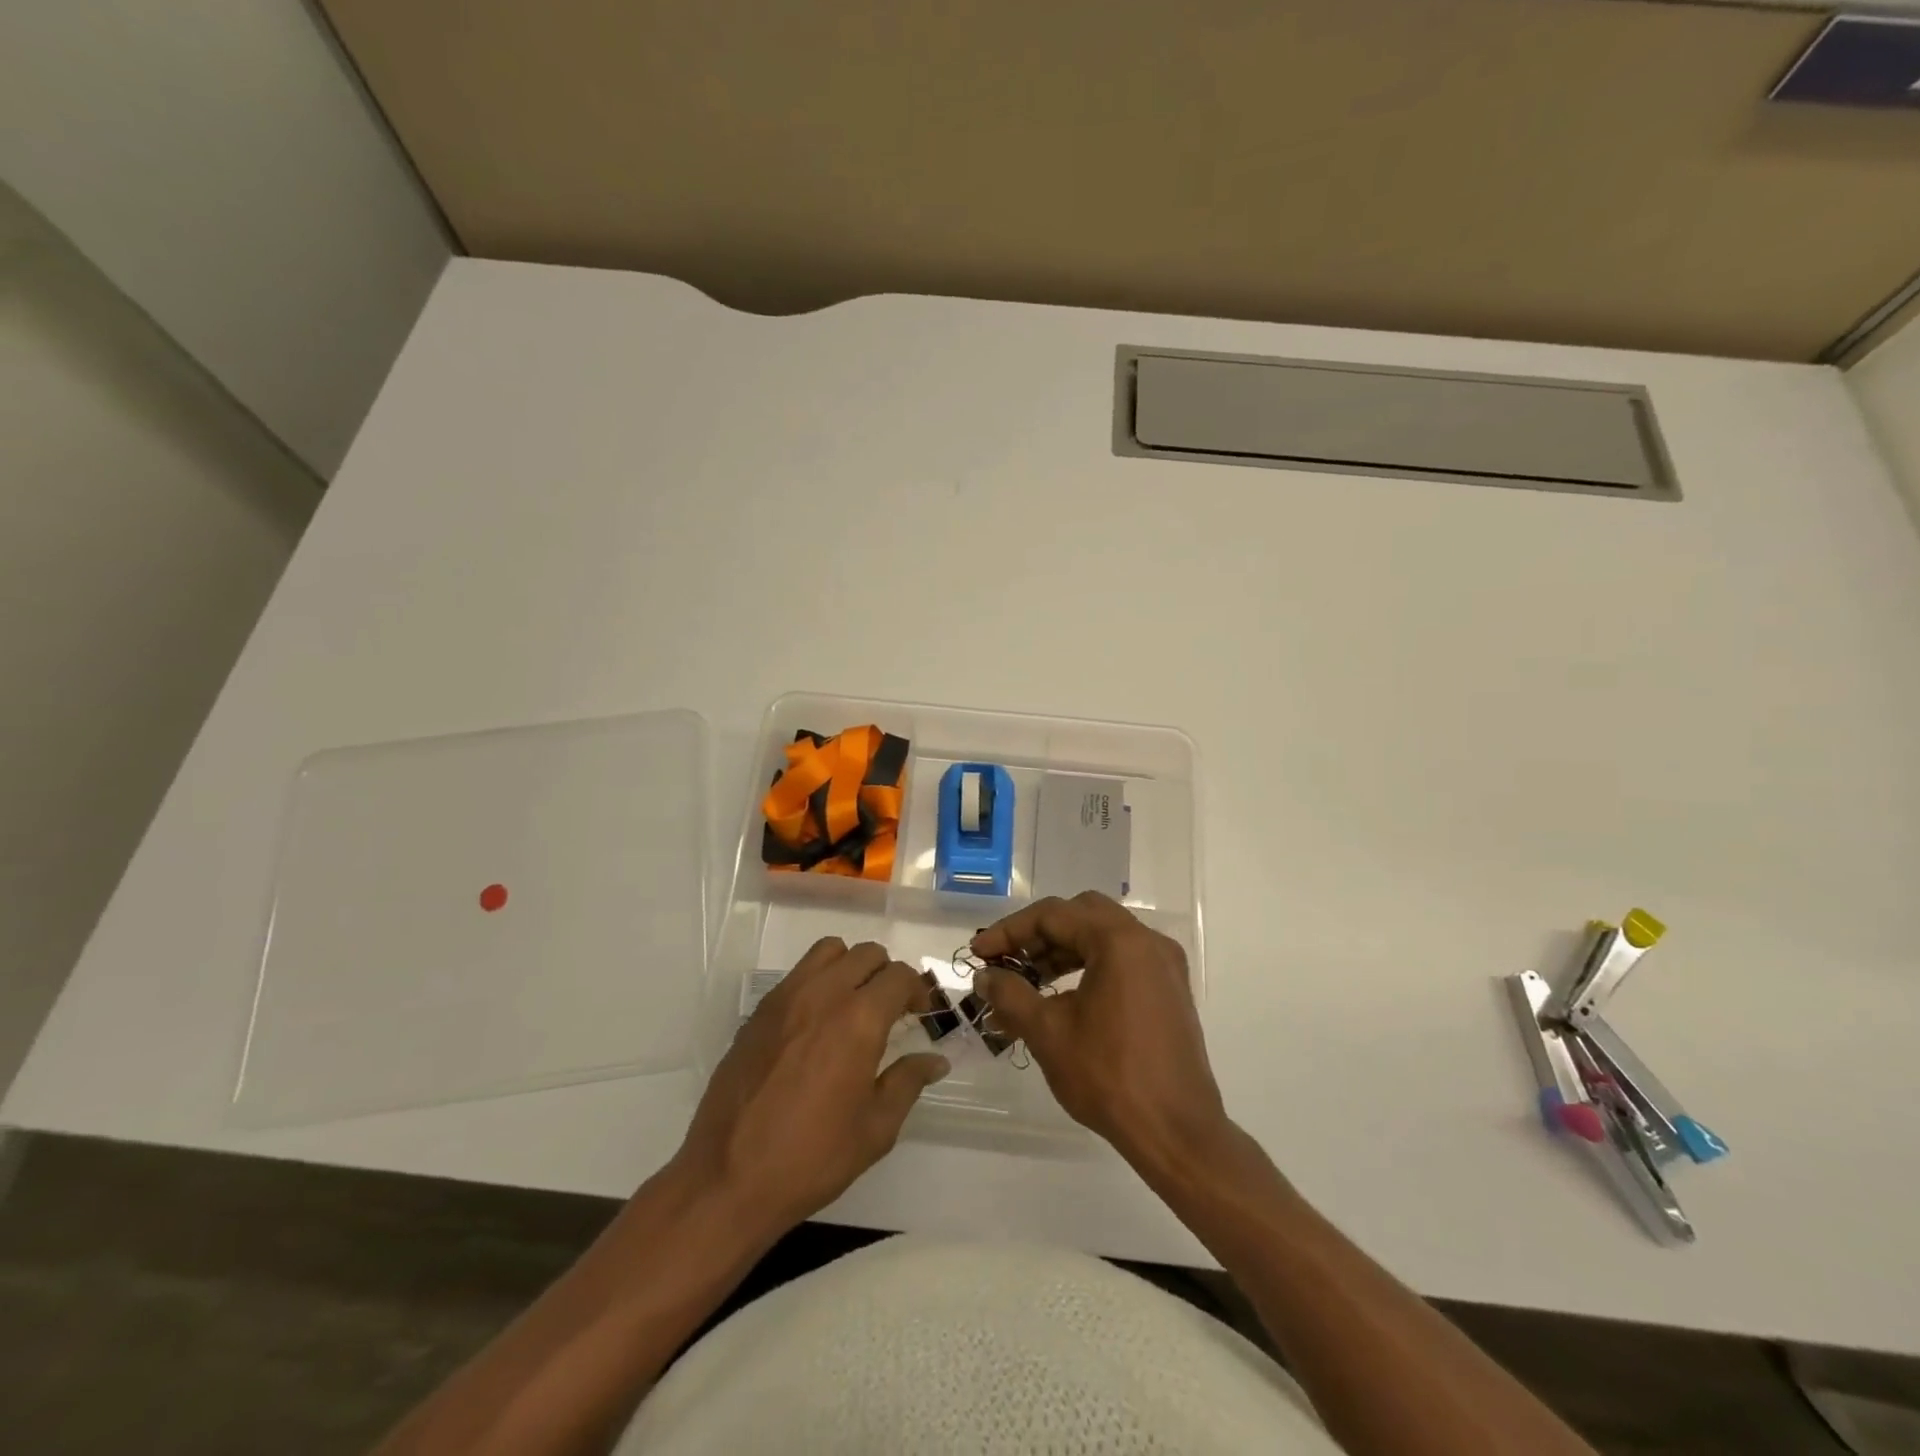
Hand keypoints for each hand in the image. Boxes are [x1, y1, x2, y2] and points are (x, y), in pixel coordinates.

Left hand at [673, 938, 948, 1237]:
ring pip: (828, 951)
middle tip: (891, 1009)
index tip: (919, 1015)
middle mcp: (823, 995)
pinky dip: (818, 982)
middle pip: (866, 954)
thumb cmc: (812, 1158)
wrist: (728, 1178)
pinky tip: (816, 1025)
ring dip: (850, 967)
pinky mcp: (759, 1012)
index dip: (917, 991)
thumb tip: (935, 1060)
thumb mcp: (875, 1129)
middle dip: (887, 974)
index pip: (899, 976)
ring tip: (853, 1004)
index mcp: (858, 1020)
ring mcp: (785, 998)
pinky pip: (798, 974)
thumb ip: (907, 1082)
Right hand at [974, 893, 1227, 1172]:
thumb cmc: (1109, 1076)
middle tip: (1008, 961)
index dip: (1009, 931)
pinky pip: (1123, 959)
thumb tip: (985, 976)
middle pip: (1081, 915)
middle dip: (1038, 934)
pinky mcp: (1170, 990)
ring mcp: (1164, 965)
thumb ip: (1010, 994)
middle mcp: (1147, 941)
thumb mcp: (1048, 1033)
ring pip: (1103, 936)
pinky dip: (1089, 966)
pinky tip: (1064, 997)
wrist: (1176, 1132)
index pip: (1053, 915)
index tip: (979, 954)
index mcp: (1119, 940)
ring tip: (1029, 982)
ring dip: (1062, 950)